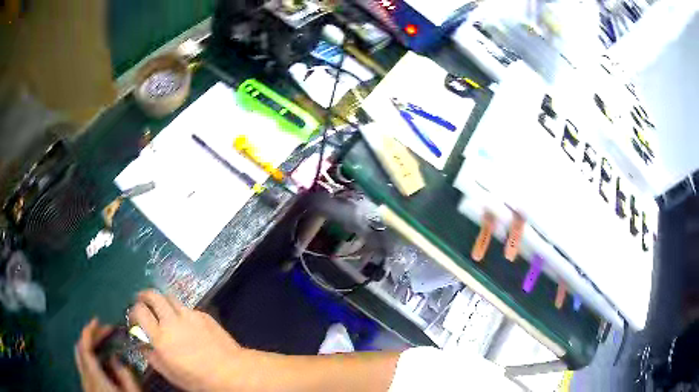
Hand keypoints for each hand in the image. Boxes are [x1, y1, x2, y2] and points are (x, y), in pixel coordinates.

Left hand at [75, 318, 140, 391]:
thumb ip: (124, 375)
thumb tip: (114, 358)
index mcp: (94, 376)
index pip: (85, 346)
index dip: (89, 330)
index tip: (97, 320)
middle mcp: (85, 376)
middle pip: (80, 349)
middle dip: (90, 337)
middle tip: (104, 332)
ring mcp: (85, 383)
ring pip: (80, 358)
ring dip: (88, 347)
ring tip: (102, 344)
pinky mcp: (87, 389)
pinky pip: (83, 367)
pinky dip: (89, 358)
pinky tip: (101, 363)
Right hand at [129, 290, 245, 391]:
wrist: (231, 371)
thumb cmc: (198, 378)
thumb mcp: (171, 374)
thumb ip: (153, 358)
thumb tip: (143, 346)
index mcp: (160, 337)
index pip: (139, 311)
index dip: (134, 311)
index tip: (135, 318)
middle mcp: (171, 321)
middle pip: (153, 295)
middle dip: (144, 295)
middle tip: (143, 301)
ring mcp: (189, 315)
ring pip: (170, 297)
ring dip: (163, 300)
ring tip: (163, 309)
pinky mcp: (203, 315)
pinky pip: (187, 307)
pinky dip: (182, 311)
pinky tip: (186, 322)